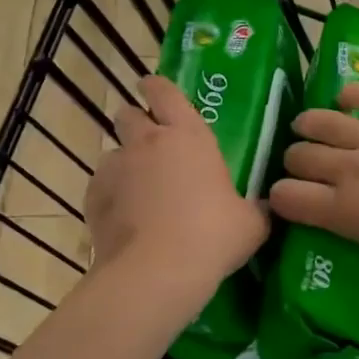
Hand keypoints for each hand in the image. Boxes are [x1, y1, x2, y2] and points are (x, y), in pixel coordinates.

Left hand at [87, 76, 268, 293]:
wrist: (156, 272)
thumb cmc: (212, 236)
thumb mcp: (251, 223)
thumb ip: (256, 208)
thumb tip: (265, 207)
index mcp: (189, 136)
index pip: (165, 92)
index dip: (157, 87)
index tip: (153, 88)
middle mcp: (147, 143)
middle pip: (128, 114)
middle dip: (137, 122)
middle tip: (153, 144)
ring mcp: (116, 169)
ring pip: (113, 153)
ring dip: (125, 165)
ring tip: (140, 192)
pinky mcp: (92, 198)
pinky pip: (101, 188)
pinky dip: (112, 197)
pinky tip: (126, 220)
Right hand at [268, 85, 358, 292]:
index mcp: (346, 211)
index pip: (288, 197)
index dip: (280, 197)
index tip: (284, 198)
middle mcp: (353, 170)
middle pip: (302, 156)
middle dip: (294, 161)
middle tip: (302, 164)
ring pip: (326, 121)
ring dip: (310, 124)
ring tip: (307, 126)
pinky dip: (353, 94)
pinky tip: (346, 98)